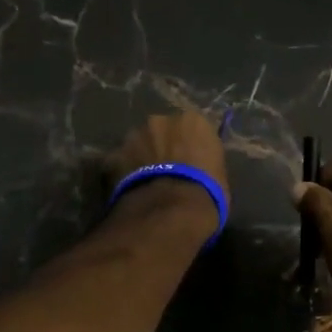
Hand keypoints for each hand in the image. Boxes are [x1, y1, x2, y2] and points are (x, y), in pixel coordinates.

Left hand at [105, 111, 231, 235]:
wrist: (172, 210)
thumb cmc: (206, 193)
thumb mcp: (218, 175)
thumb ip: (204, 162)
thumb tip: (198, 168)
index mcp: (193, 121)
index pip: (192, 128)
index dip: (189, 146)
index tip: (189, 162)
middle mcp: (161, 120)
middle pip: (161, 131)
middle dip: (161, 146)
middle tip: (165, 170)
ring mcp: (134, 136)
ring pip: (137, 144)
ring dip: (140, 157)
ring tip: (145, 182)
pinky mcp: (113, 155)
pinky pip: (118, 163)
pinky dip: (122, 173)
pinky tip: (128, 190)